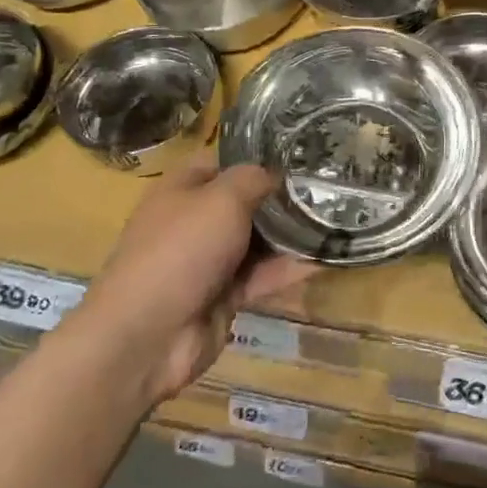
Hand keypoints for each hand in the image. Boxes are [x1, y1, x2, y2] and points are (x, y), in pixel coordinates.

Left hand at [73, 154, 315, 403]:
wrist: (147, 335)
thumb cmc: (181, 249)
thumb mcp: (221, 198)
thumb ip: (254, 179)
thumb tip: (276, 174)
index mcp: (183, 189)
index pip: (224, 162)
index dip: (258, 156)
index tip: (300, 152)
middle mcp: (195, 220)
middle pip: (246, 201)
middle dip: (282, 195)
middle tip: (330, 184)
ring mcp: (210, 260)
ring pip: (258, 239)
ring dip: (292, 232)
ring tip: (339, 217)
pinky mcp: (225, 295)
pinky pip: (263, 274)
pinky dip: (291, 268)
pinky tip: (328, 257)